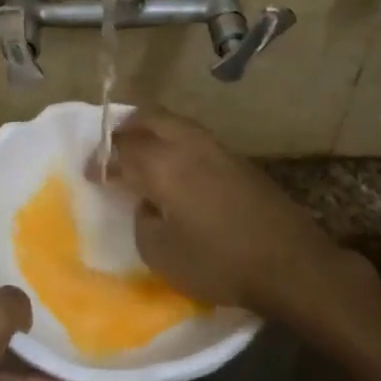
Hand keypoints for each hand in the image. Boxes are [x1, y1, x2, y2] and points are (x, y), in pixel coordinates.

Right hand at [97, 109, 370, 321]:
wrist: (290, 263)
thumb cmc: (218, 262)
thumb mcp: (160, 253)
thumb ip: (143, 220)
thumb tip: (148, 203)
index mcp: (161, 164)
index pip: (120, 150)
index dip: (101, 161)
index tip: (91, 174)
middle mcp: (187, 144)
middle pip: (148, 118)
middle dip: (124, 130)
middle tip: (113, 152)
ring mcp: (217, 148)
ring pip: (175, 123)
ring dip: (152, 133)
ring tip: (142, 157)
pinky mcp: (238, 160)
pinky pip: (195, 139)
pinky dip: (175, 144)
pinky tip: (176, 170)